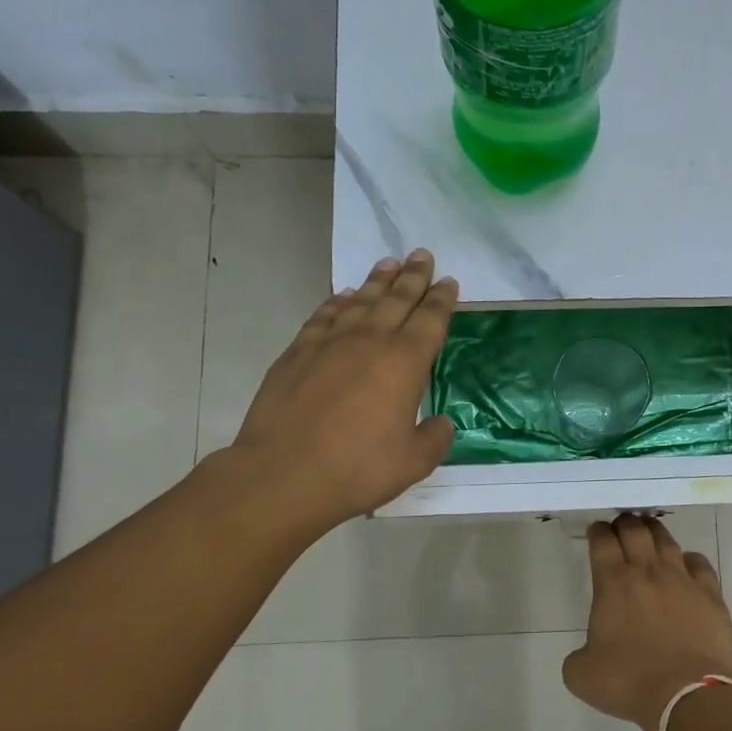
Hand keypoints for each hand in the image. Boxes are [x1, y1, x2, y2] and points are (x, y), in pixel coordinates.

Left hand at [226, 250, 457, 537]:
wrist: (283, 475)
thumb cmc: (356, 469)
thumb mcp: (412, 463)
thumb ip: (434, 439)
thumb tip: (441, 423)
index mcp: (405, 363)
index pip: (430, 320)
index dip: (442, 300)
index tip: (448, 282)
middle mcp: (369, 342)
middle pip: (397, 300)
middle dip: (413, 277)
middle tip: (422, 255)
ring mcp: (329, 343)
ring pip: (360, 301)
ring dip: (377, 281)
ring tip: (388, 264)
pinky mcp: (297, 353)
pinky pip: (323, 316)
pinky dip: (337, 303)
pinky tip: (344, 297)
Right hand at [562, 514, 731, 730]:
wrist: (687, 697)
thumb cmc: (629, 682)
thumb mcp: (582, 675)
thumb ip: (578, 656)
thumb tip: (587, 653)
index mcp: (613, 583)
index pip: (602, 541)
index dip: (598, 531)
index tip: (596, 531)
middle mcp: (647, 572)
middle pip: (635, 530)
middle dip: (625, 523)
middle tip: (621, 526)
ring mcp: (682, 580)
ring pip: (666, 540)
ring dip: (654, 531)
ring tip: (649, 531)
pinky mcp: (710, 595)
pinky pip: (699, 563)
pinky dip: (689, 559)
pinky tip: (686, 564)